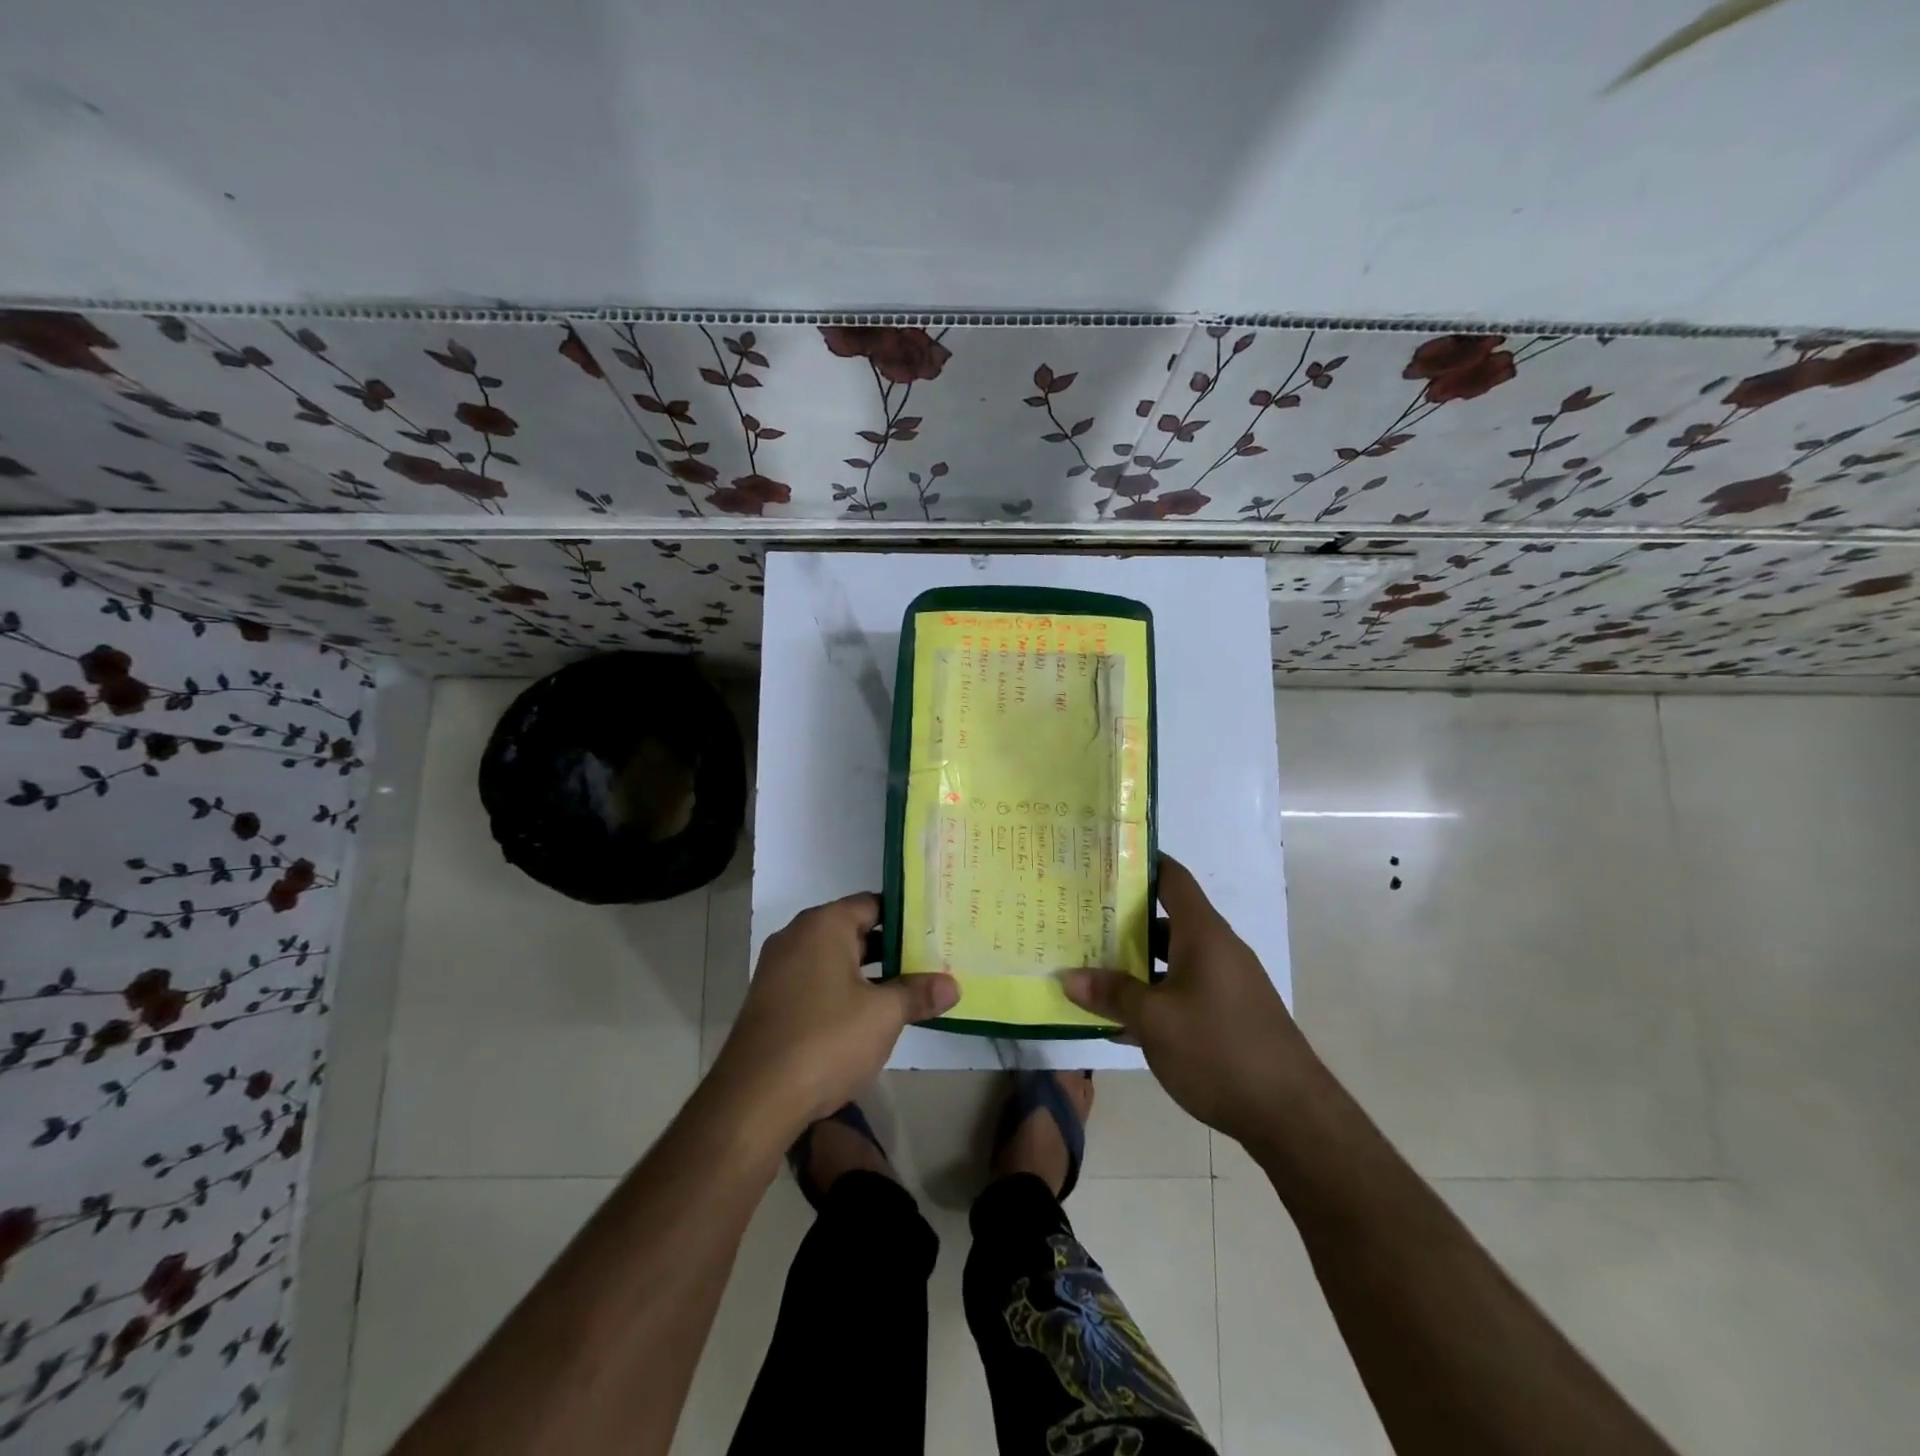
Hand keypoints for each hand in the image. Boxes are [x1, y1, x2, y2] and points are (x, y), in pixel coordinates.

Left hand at [712, 893, 958, 1133]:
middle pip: (854, 930)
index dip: (907, 917)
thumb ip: (918, 994)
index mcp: (823, 924)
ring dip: (869, 974)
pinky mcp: (771, 1002)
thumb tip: (952, 985)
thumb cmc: (826, 1039)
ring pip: (836, 960)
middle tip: (932, 961)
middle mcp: (797, 937)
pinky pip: (817, 983)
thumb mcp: (883, 1015)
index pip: (873, 903)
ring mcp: (779, 970)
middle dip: (892, 948)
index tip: (936, 931)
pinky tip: (870, 1018)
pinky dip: (844, 992)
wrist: (754, 1099)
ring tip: (910, 990)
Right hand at [1062, 856, 1313, 1146]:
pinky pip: (1183, 989)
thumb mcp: (1154, 1021)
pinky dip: (1154, 995)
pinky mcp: (1229, 1013)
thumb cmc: (1219, 1050)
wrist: (1291, 1115)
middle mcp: (1217, 949)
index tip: (1103, 860)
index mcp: (1203, 934)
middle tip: (1080, 920)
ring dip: (1135, 963)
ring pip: (1172, 958)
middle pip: (1166, 918)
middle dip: (1123, 919)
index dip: (1141, 863)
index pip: (1171, 878)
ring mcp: (1226, 982)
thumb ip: (1111, 995)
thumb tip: (1068, 977)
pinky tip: (1121, 1021)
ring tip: (1090, 968)